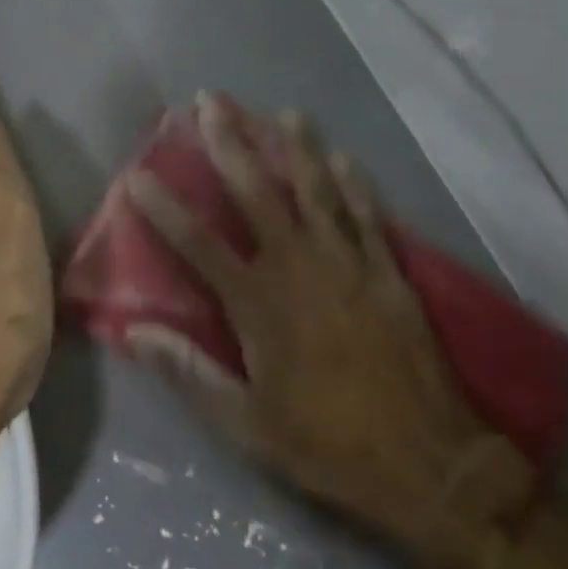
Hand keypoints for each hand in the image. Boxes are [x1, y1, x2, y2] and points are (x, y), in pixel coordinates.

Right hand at [125, 95, 535, 568]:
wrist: (431, 467)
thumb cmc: (328, 445)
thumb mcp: (247, 424)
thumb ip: (189, 372)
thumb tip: (136, 332)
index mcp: (259, 304)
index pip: (198, 243)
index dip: (163, 207)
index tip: (137, 173)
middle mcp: (300, 269)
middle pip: (257, 194)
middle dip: (230, 144)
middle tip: (211, 102)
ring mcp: (349, 265)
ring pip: (316, 192)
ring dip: (297, 148)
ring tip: (283, 112)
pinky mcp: (388, 274)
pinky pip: (367, 217)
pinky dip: (354, 185)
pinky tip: (343, 157)